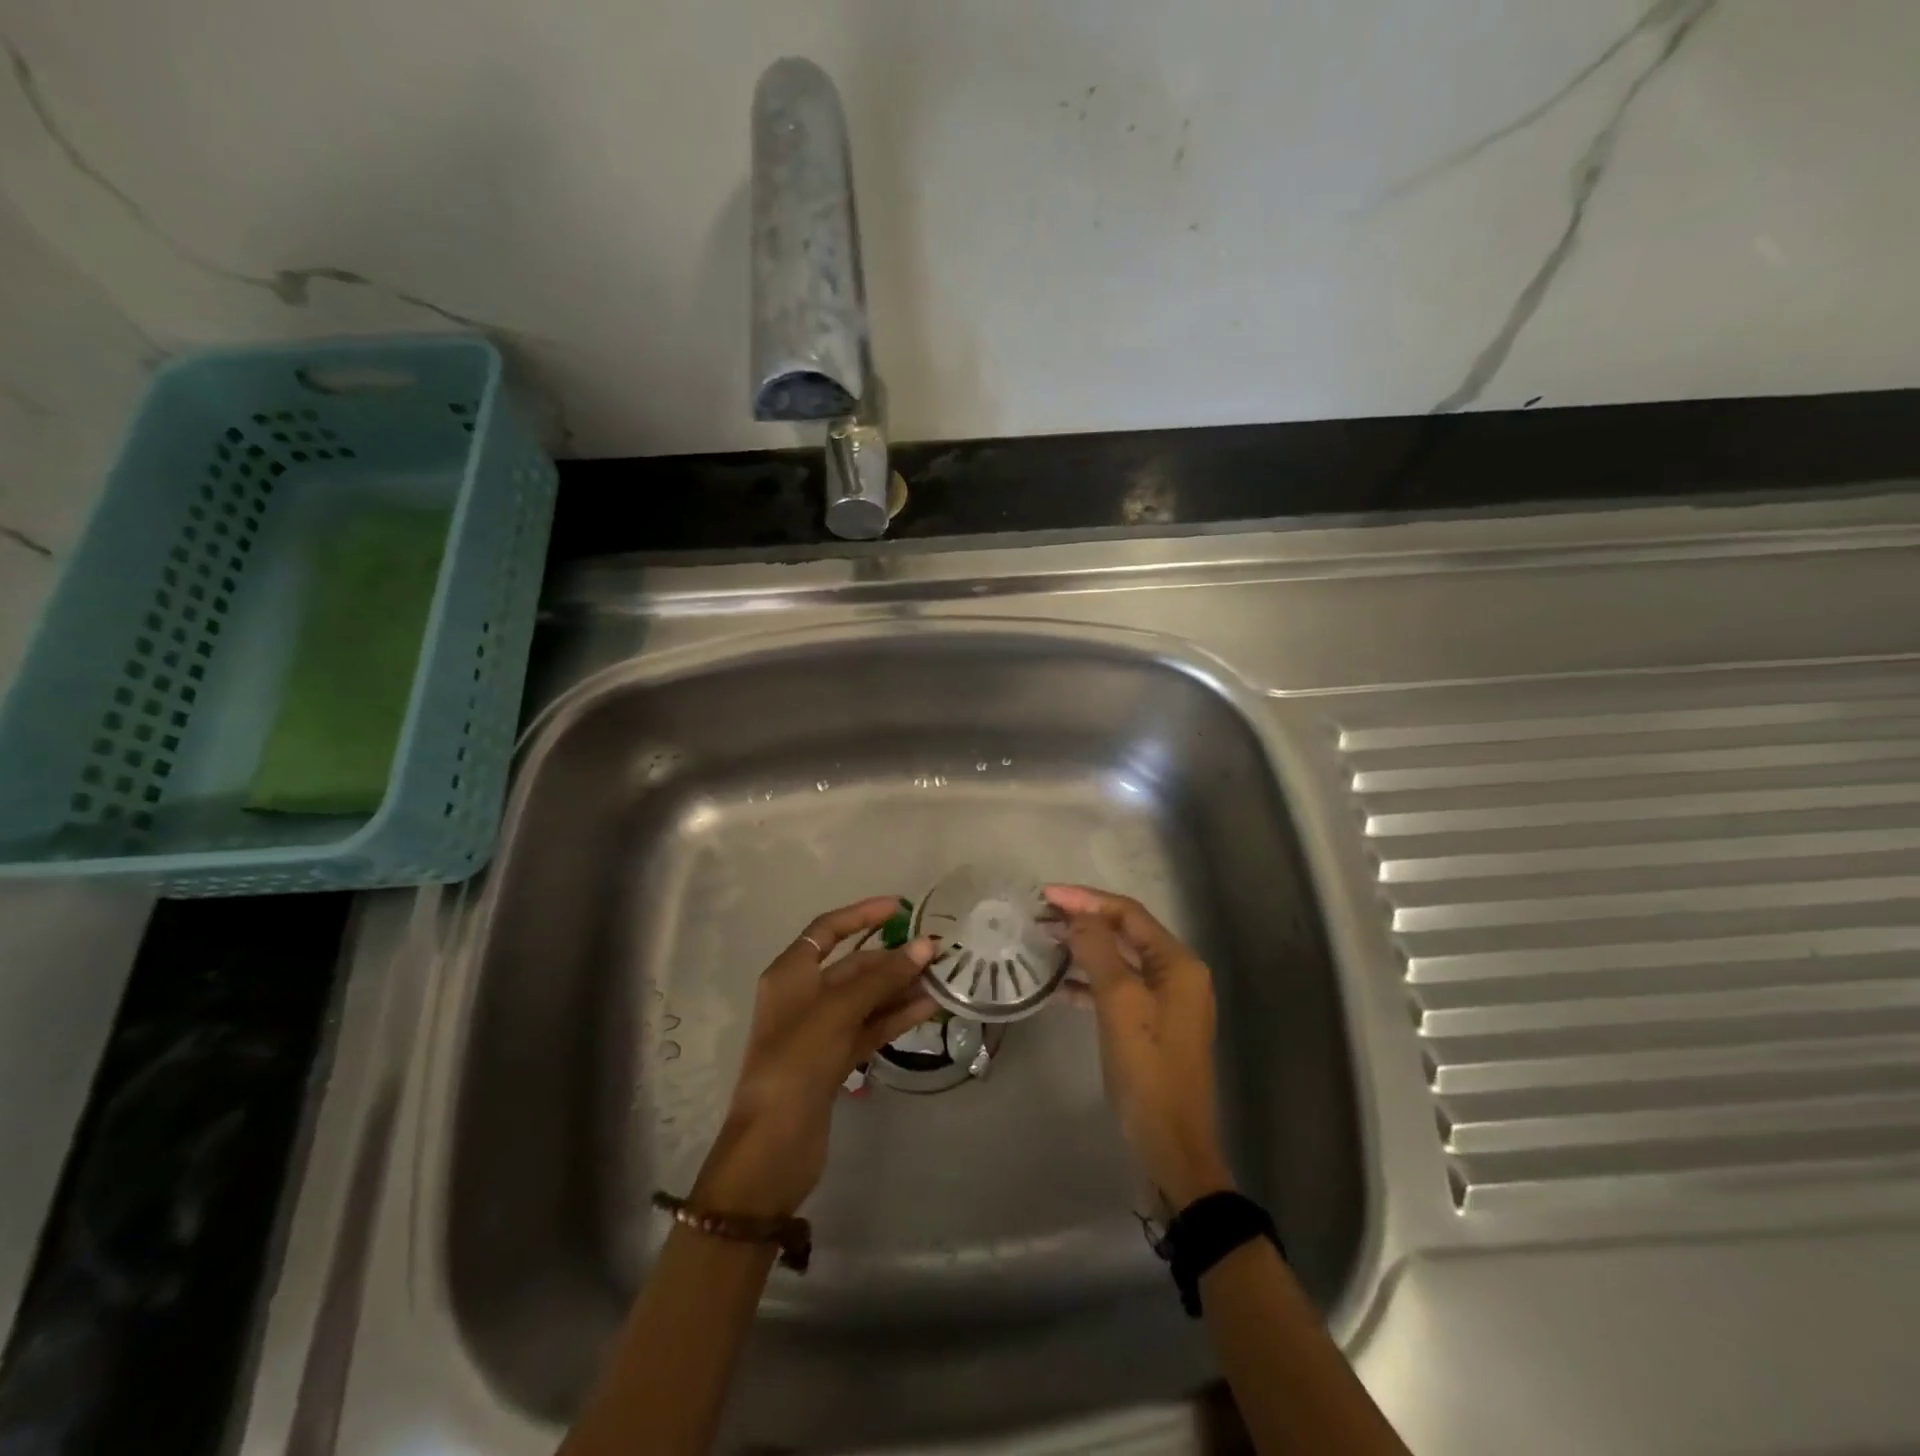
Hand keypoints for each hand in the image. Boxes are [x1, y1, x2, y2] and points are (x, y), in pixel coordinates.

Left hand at [693, 897, 935, 1218]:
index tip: (900, 907)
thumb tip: (925, 946)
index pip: (828, 929)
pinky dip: (895, 1017)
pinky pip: (869, 1027)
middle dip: (891, 957)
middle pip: (852, 965)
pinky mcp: (833, 1060)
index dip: (862, 914)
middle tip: (935, 951)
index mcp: (791, 973)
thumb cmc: (797, 1061)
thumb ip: (882, 978)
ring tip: (940, 978)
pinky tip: (927, 1008)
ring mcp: (819, 1030)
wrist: (772, 1145)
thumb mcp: (838, 1011)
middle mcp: (803, 996)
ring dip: (899, 987)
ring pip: (865, 998)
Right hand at [1046, 885, 1233, 1210]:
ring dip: (1083, 949)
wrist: (1169, 1143)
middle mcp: (1175, 974)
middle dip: (1083, 920)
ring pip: (1117, 960)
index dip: (1086, 900)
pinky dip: (1087, 982)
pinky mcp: (1148, 1025)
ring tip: (1043, 940)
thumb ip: (1098, 951)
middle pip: (1124, 932)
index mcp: (1177, 962)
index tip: (1045, 894)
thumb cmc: (1147, 1067)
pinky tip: (1056, 984)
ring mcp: (1163, 1001)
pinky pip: (1115, 989)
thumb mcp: (1119, 1003)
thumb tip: (1077, 918)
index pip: (1128, 913)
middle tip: (1040, 914)